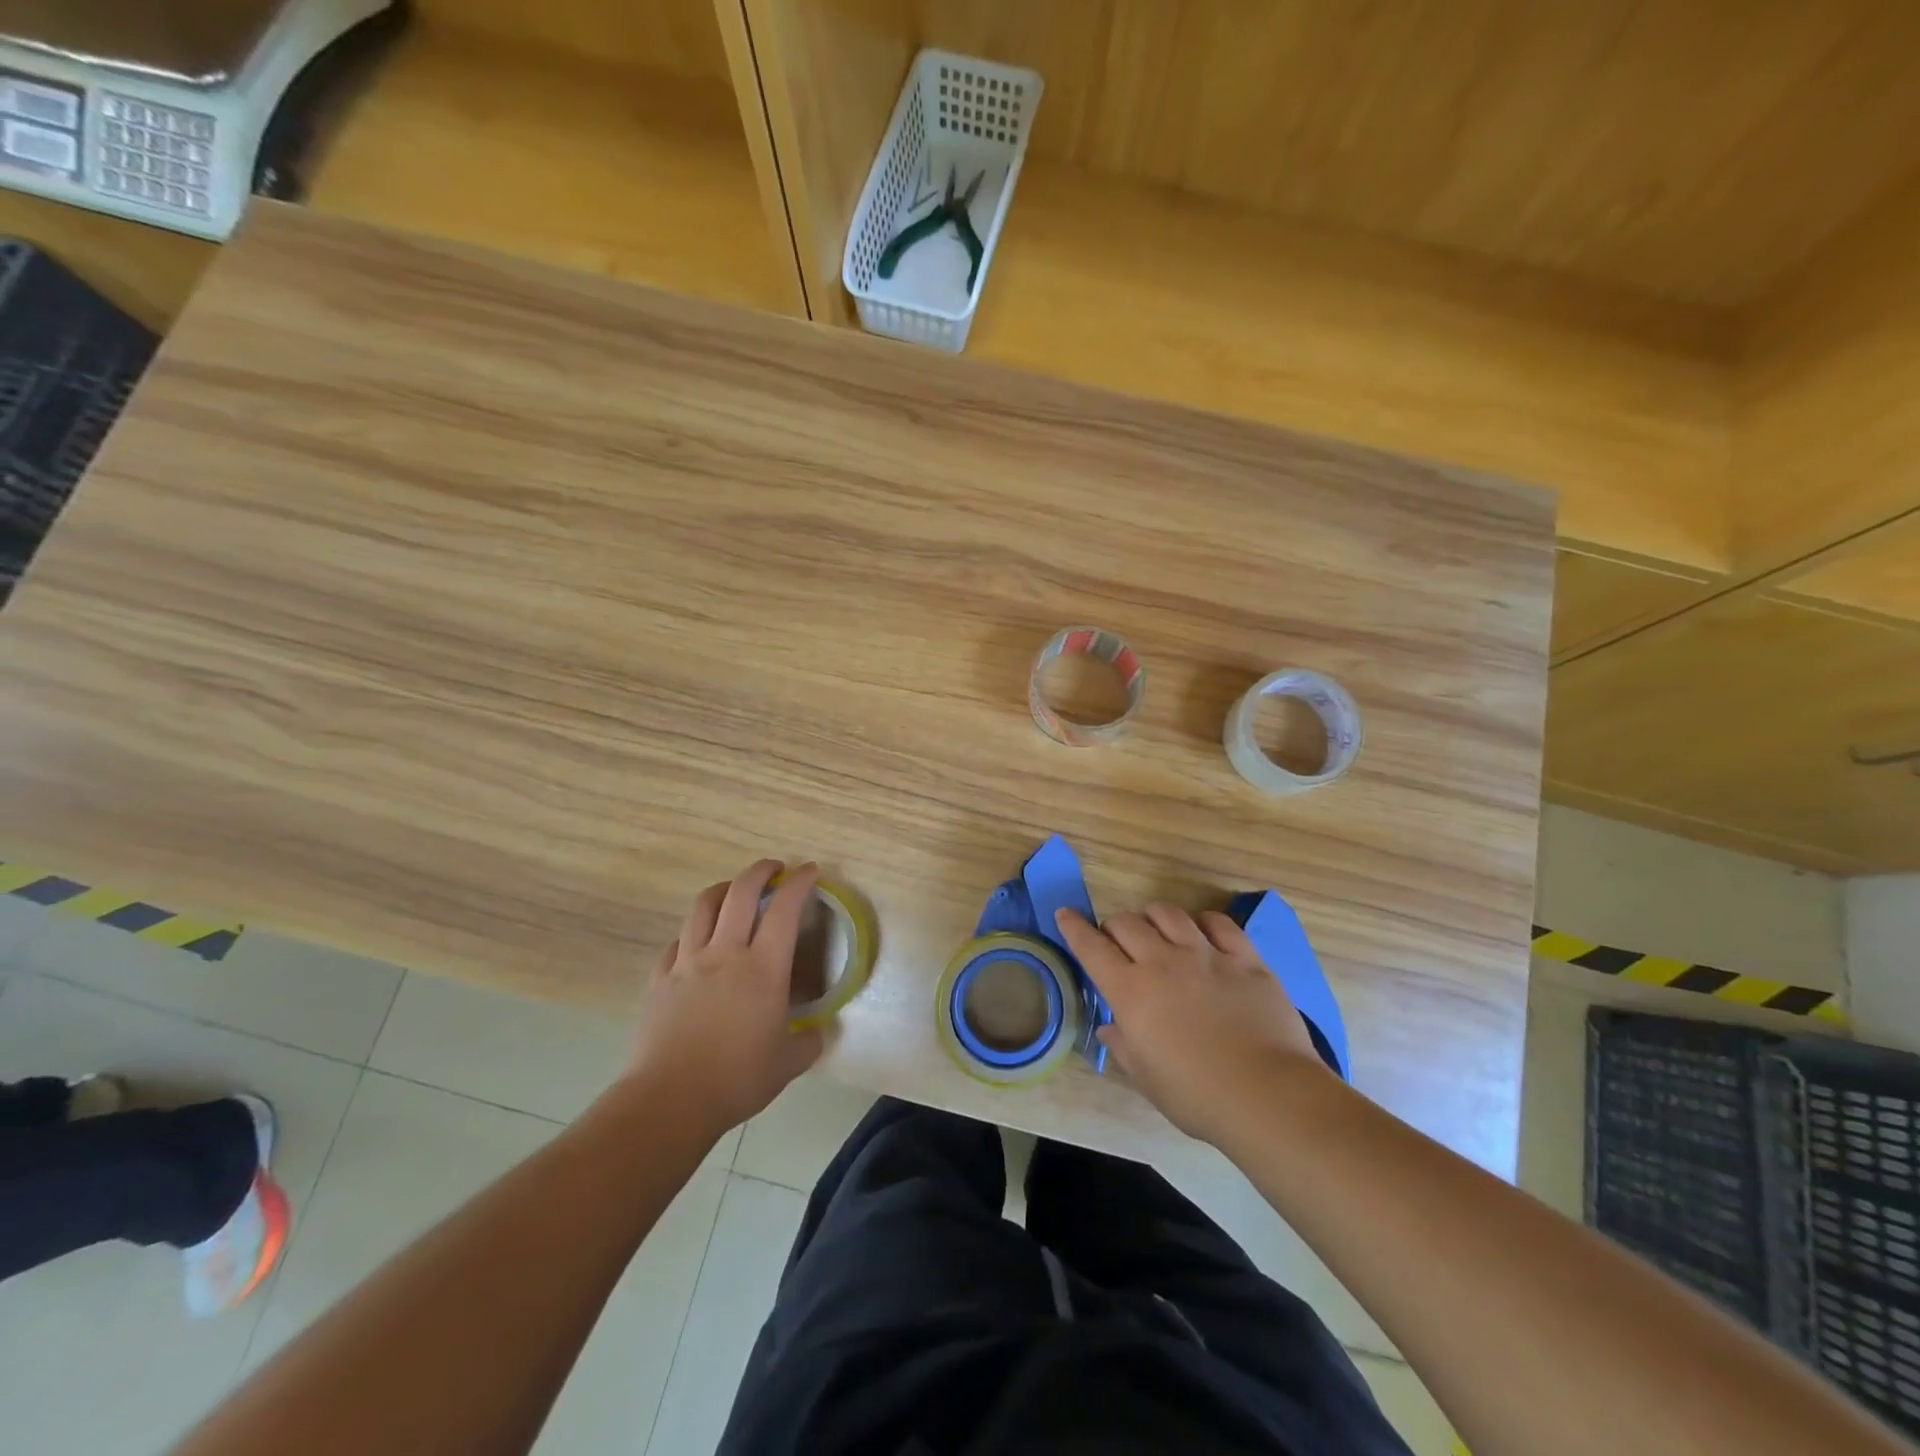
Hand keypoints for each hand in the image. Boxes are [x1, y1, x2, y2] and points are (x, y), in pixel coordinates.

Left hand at [628, 860, 825, 1135]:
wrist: (669, 1100)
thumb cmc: (736, 1079)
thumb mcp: (788, 1064)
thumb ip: (809, 1042)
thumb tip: (819, 1032)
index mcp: (763, 968)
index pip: (785, 908)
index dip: (800, 882)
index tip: (810, 871)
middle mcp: (725, 953)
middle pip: (741, 891)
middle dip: (761, 871)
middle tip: (775, 869)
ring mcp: (688, 962)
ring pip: (703, 905)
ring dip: (724, 889)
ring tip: (735, 891)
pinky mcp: (660, 978)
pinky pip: (678, 940)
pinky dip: (694, 930)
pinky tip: (699, 941)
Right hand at [1055, 903, 1326, 1143]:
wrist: (1267, 1095)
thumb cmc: (1197, 1095)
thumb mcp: (1147, 1078)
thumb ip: (1124, 1045)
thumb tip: (1111, 1027)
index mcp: (1131, 991)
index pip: (1091, 947)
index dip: (1074, 927)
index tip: (1066, 914)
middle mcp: (1162, 962)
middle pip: (1127, 923)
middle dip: (1113, 925)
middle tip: (1116, 940)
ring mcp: (1206, 955)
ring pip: (1169, 913)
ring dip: (1153, 916)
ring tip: (1155, 928)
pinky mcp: (1244, 958)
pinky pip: (1218, 923)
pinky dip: (1202, 921)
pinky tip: (1202, 932)